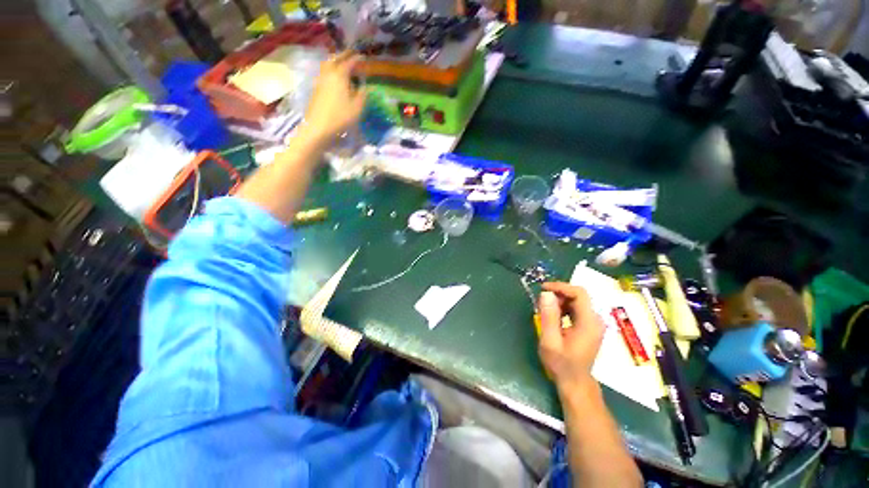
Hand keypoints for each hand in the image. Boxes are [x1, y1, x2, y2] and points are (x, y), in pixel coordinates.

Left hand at [303, 51, 366, 142]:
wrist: (318, 126)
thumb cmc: (340, 117)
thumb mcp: (357, 107)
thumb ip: (362, 94)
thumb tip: (364, 86)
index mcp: (340, 75)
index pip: (349, 62)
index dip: (357, 58)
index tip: (363, 57)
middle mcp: (329, 73)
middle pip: (336, 58)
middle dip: (345, 55)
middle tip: (352, 55)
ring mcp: (320, 80)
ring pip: (328, 64)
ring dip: (336, 60)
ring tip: (343, 63)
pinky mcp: (317, 88)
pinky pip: (325, 72)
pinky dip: (331, 69)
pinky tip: (335, 76)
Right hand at [537, 282, 605, 392]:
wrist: (575, 383)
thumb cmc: (561, 364)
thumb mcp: (550, 341)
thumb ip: (549, 316)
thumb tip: (546, 294)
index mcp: (589, 323)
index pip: (579, 293)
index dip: (561, 287)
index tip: (543, 288)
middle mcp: (596, 321)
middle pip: (579, 296)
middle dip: (559, 295)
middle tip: (542, 302)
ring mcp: (595, 324)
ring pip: (578, 302)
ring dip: (560, 301)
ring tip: (545, 311)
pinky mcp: (591, 327)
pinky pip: (578, 310)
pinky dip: (564, 308)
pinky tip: (554, 317)